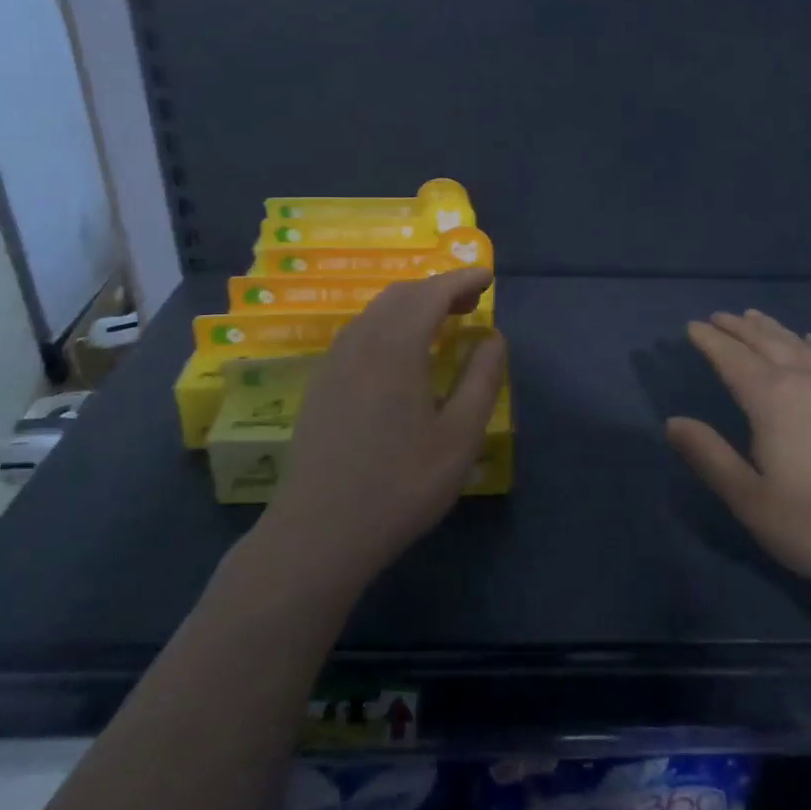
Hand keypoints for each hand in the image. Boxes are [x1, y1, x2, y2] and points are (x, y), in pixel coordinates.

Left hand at [255, 267, 505, 599]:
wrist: (318, 533)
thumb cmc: (400, 485)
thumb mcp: (459, 437)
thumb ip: (481, 380)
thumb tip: (492, 338)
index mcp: (396, 347)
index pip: (432, 293)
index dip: (462, 279)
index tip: (487, 276)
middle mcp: (361, 342)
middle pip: (401, 295)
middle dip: (438, 288)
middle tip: (470, 301)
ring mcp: (334, 362)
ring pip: (376, 312)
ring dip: (411, 305)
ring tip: (440, 322)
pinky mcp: (321, 384)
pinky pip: (359, 333)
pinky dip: (388, 324)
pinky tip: (399, 353)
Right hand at [665, 310, 810, 623]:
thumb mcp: (752, 501)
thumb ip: (710, 457)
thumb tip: (673, 421)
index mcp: (772, 399)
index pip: (732, 358)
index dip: (710, 341)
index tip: (691, 325)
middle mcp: (806, 382)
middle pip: (766, 343)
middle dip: (738, 328)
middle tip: (717, 317)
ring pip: (799, 347)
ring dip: (773, 329)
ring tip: (754, 317)